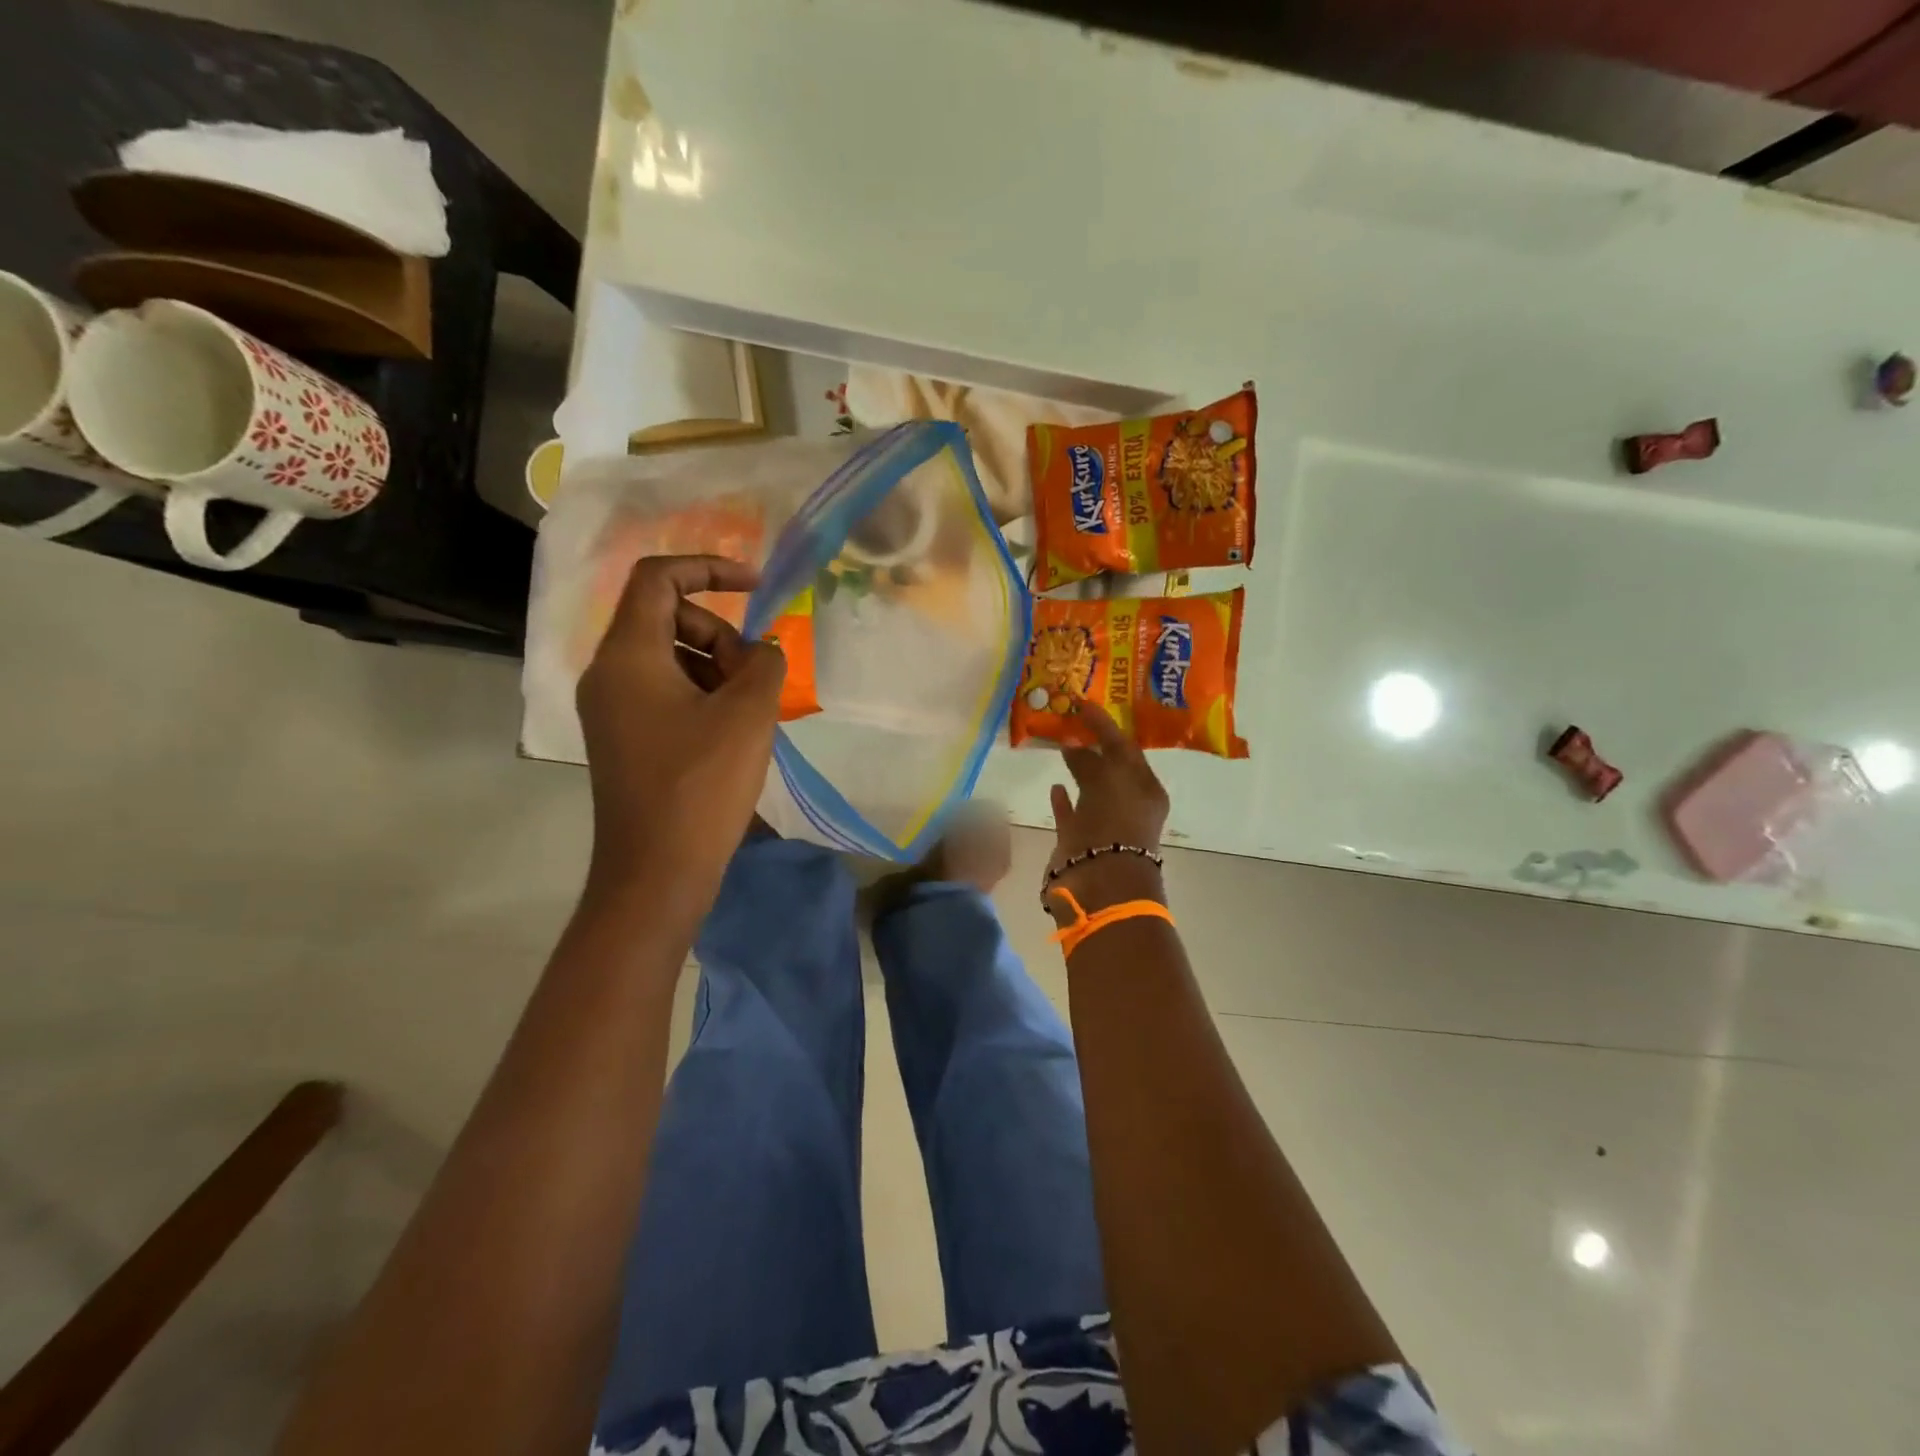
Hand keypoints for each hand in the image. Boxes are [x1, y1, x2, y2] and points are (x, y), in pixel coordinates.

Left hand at [577, 555, 785, 903]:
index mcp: (628, 655)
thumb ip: (765, 663)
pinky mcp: (625, 739)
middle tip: (756, 679)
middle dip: (721, 636)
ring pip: (671, 659)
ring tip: (750, 714)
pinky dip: (704, 697)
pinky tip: (733, 735)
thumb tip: (762, 652)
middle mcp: (609, 674)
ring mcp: (612, 709)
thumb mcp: (748, 714)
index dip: (710, 568)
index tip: (757, 586)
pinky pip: (666, 694)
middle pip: (668, 619)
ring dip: (718, 670)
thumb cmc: (701, 785)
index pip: (658, 578)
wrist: (656, 872)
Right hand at [1047, 699, 1170, 913]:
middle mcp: (1129, 804)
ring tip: (1061, 747)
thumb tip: (1073, 744)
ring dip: (1079, 770)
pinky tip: (1054, 785)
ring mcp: (1105, 823)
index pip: (1125, 747)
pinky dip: (1065, 799)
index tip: (1082, 703)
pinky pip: (1073, 813)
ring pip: (1091, 789)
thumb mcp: (1106, 782)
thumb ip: (1089, 760)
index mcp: (1146, 788)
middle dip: (1095, 746)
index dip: (1105, 725)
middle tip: (1072, 721)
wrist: (1100, 885)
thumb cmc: (1112, 826)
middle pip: (1111, 767)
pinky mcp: (1081, 842)